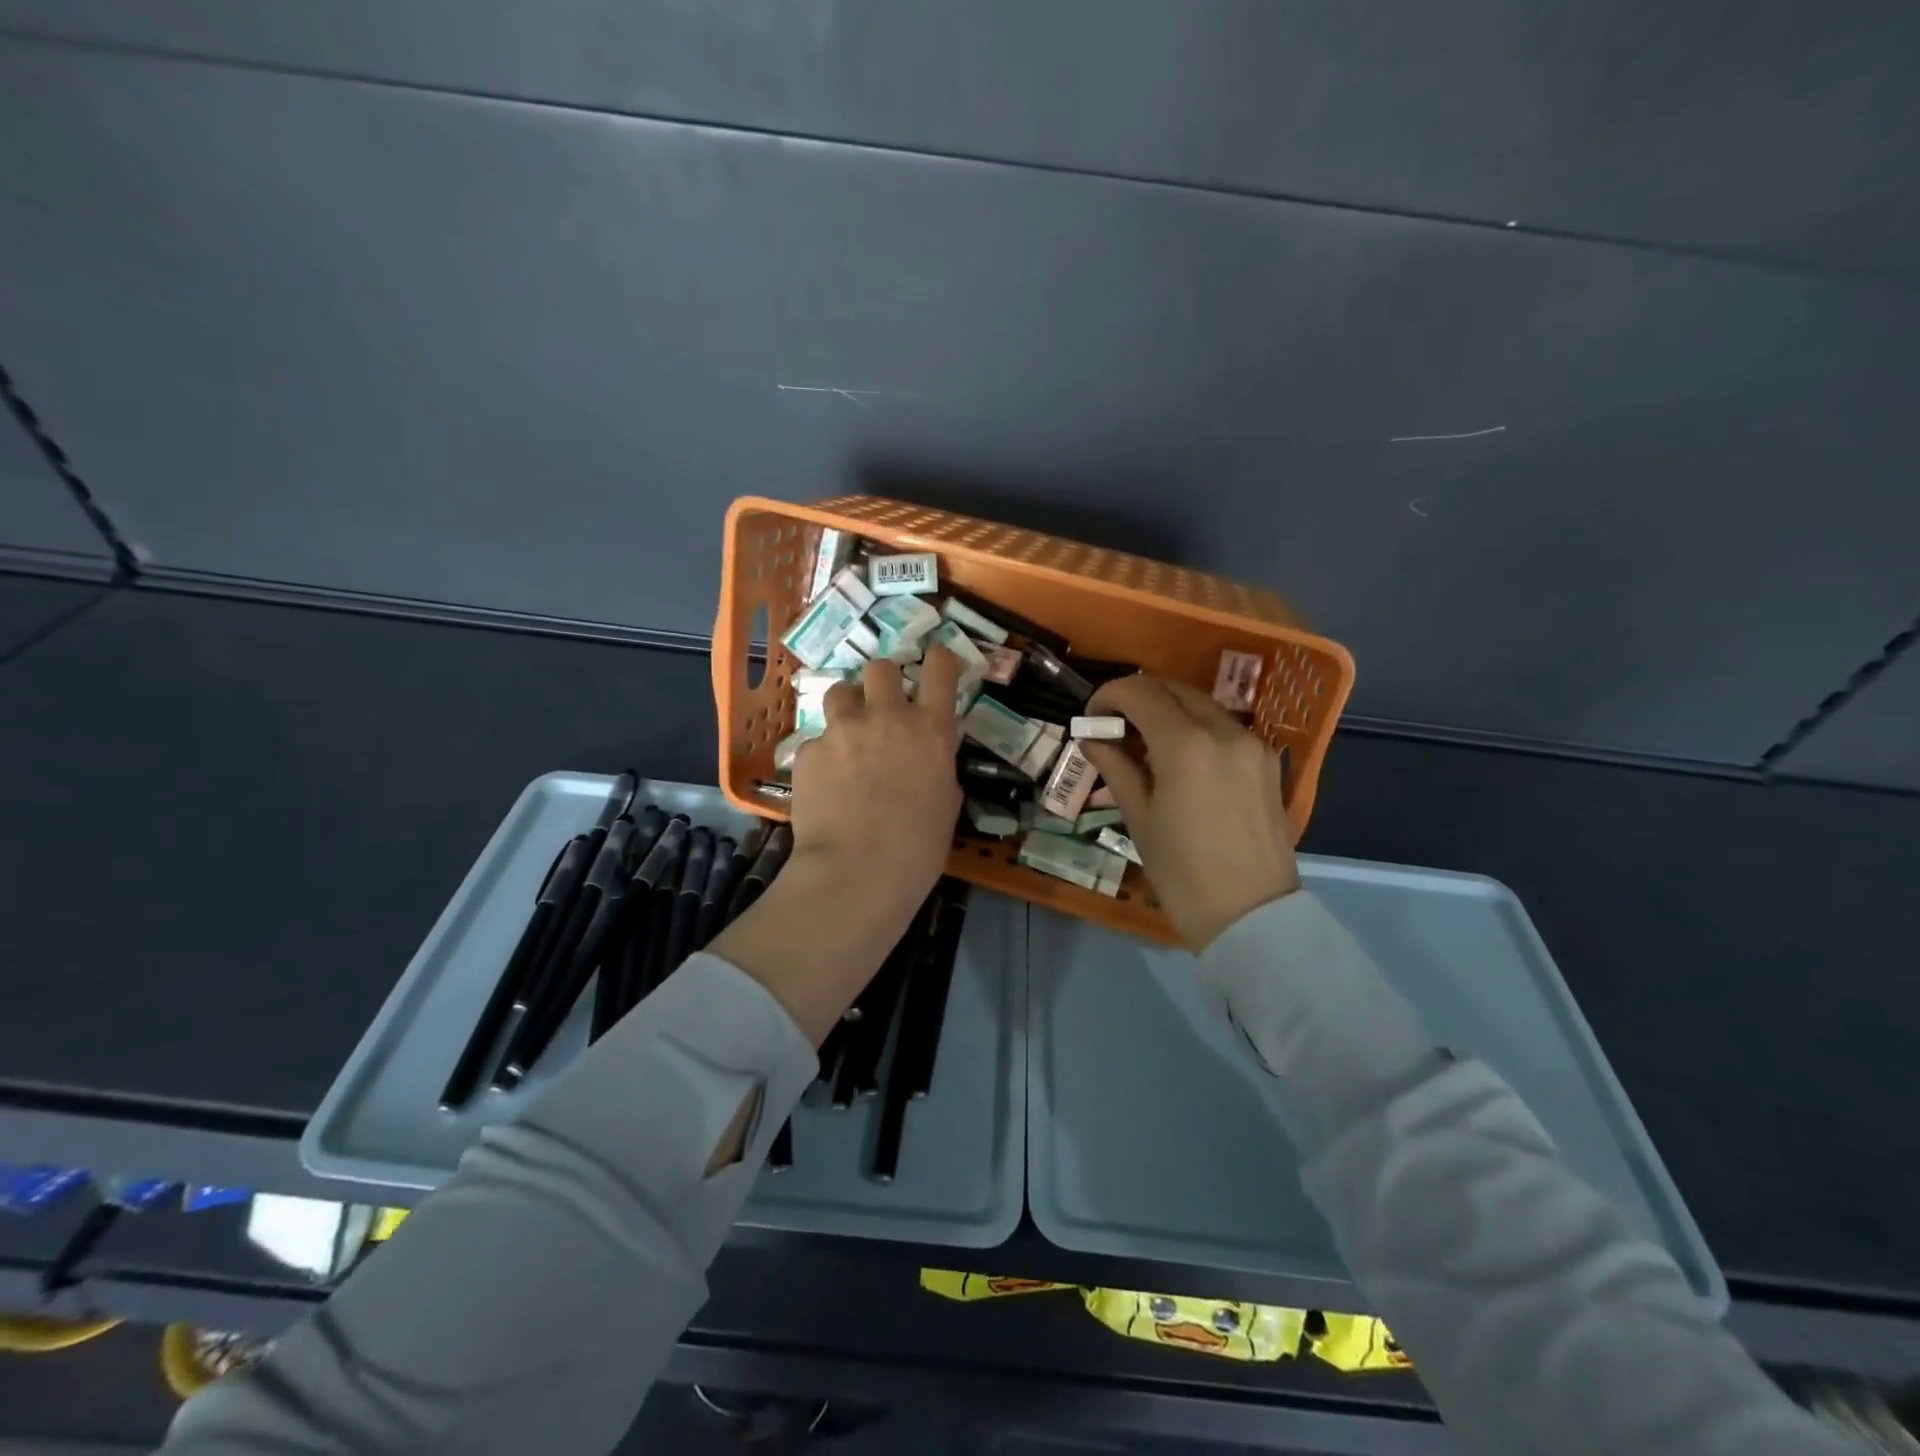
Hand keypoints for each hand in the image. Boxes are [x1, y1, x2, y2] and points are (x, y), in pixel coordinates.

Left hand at [790, 647, 963, 902]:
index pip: (940, 670)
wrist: (857, 873)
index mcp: (930, 730)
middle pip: (881, 667)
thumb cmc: (917, 849)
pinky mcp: (808, 752)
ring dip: (847, 706)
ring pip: (840, 691)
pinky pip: (815, 741)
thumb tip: (929, 765)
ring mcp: (842, 731)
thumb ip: (939, 772)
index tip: (938, 663)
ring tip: (847, 734)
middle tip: (881, 704)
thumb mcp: (946, 806)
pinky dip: (822, 755)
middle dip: (882, 680)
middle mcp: (887, 718)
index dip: (941, 660)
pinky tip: (825, 783)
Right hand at [1078, 675, 1299, 951]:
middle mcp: (1224, 730)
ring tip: (1145, 743)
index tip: (1092, 716)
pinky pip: (1223, 727)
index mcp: (1186, 744)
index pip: (1139, 692)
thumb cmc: (1182, 873)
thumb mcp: (1139, 819)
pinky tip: (1181, 759)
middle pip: (1172, 688)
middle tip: (1114, 725)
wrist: (1252, 916)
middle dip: (1138, 696)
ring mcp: (1252, 744)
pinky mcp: (1267, 761)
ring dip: (1167, 709)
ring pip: (1201, 704)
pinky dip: (1195, 727)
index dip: (1108, 695)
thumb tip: (1093, 739)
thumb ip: (1116, 767)